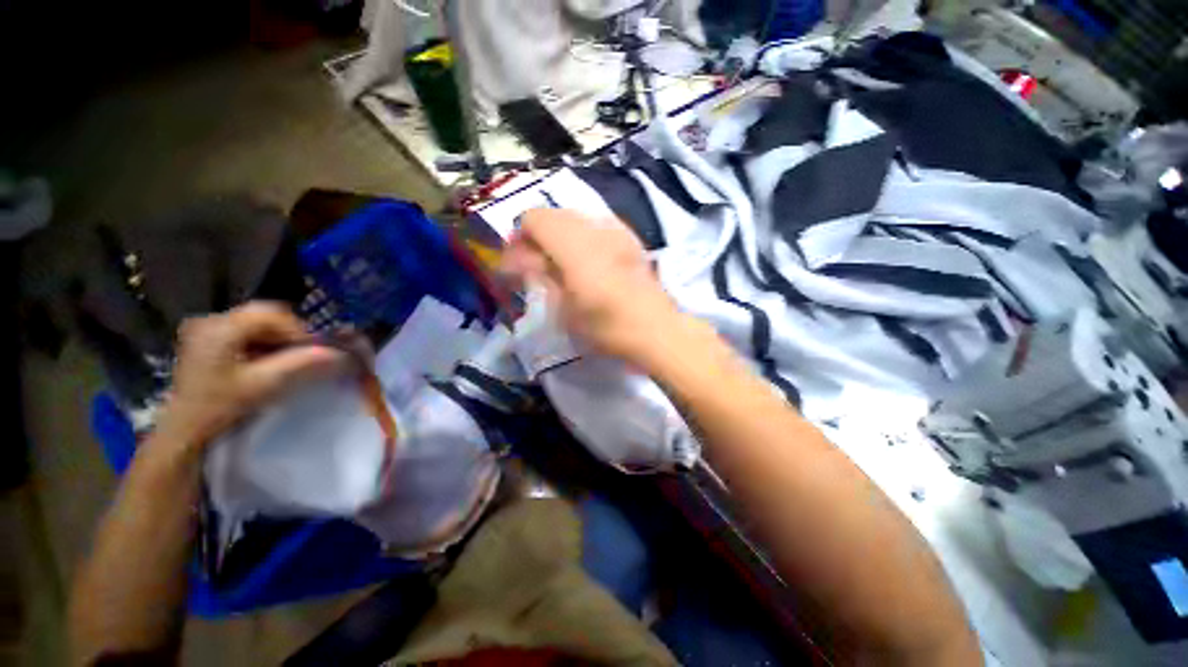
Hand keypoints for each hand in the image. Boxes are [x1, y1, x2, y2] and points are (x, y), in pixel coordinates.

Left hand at [157, 302, 346, 449]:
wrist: (184, 429)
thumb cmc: (219, 405)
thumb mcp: (263, 383)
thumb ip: (300, 363)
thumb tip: (338, 353)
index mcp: (221, 327)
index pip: (273, 314)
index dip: (299, 330)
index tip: (315, 351)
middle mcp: (211, 320)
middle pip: (264, 314)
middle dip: (289, 333)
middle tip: (303, 354)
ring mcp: (206, 328)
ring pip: (256, 322)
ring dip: (277, 338)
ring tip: (287, 359)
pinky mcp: (206, 339)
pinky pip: (245, 331)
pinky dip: (263, 342)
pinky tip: (267, 360)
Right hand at [501, 209, 683, 366]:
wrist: (656, 329)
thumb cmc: (606, 327)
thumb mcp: (564, 310)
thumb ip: (541, 277)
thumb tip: (521, 260)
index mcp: (574, 246)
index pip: (535, 218)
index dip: (520, 238)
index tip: (518, 263)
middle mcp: (594, 228)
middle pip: (554, 215)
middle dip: (538, 236)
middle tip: (536, 265)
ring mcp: (615, 230)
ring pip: (575, 218)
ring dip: (560, 236)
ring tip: (561, 263)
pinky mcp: (629, 237)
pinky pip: (596, 225)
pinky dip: (582, 236)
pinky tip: (587, 260)